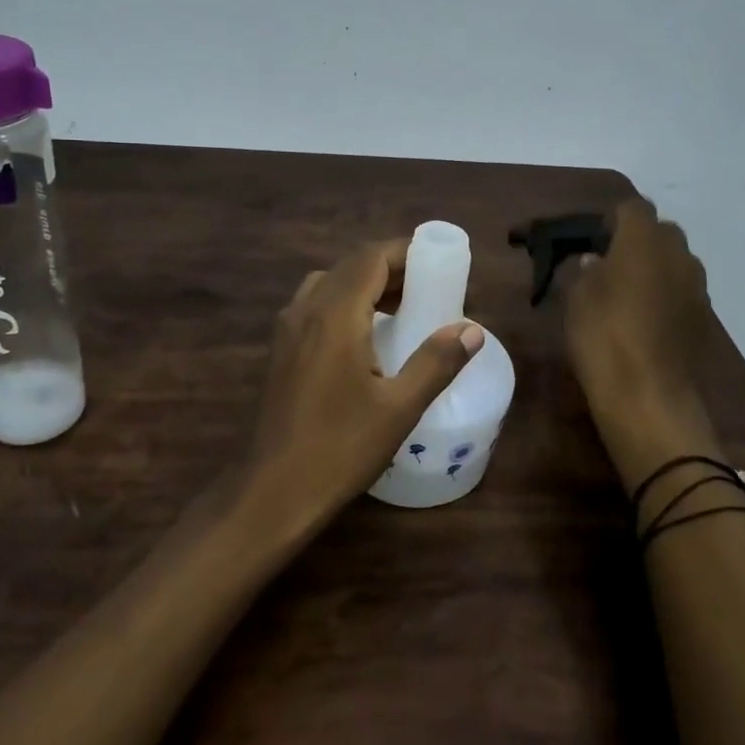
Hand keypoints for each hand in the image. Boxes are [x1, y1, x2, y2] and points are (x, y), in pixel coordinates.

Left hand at [242, 240, 481, 535]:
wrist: (272, 491)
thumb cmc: (340, 448)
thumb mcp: (399, 407)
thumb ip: (436, 362)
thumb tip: (472, 329)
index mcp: (334, 313)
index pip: (371, 257)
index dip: (405, 252)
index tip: (438, 263)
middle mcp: (305, 309)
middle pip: (350, 266)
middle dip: (390, 269)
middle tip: (428, 289)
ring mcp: (287, 329)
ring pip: (329, 284)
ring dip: (365, 285)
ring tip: (399, 310)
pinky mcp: (280, 350)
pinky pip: (314, 305)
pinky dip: (343, 303)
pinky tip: (363, 339)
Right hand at [564, 199, 722, 487]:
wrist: (648, 395)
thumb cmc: (603, 336)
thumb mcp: (576, 298)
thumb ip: (585, 270)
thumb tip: (595, 261)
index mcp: (643, 240)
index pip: (632, 207)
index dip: (611, 219)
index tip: (592, 239)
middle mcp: (677, 254)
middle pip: (659, 231)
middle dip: (636, 240)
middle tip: (608, 263)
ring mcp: (696, 285)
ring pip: (674, 260)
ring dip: (653, 267)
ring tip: (625, 291)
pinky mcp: (703, 315)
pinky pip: (682, 289)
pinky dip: (665, 293)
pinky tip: (644, 317)